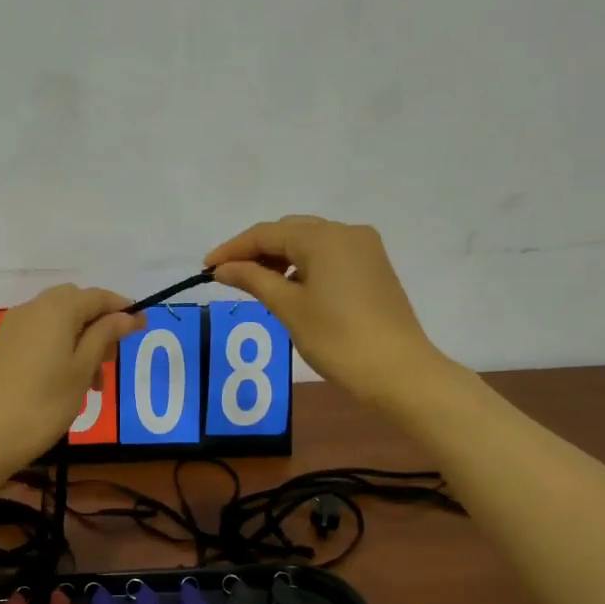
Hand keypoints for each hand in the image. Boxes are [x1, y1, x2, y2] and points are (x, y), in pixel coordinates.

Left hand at [0, 284, 143, 473]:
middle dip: (99, 324)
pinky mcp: (3, 345)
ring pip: (58, 320)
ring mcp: (14, 326)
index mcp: (57, 309)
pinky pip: (40, 333)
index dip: (122, 309)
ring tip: (93, 382)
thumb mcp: (82, 369)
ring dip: (81, 339)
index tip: (143, 328)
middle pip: (76, 303)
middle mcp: (33, 308)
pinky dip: (59, 346)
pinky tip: (66, 380)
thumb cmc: (44, 403)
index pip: (98, 296)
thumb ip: (105, 335)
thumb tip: (128, 315)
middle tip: (111, 359)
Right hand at [205, 216, 451, 410]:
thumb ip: (254, 280)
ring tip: (254, 283)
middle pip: (289, 231)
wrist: (399, 372)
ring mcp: (364, 249)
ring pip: (310, 242)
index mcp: (324, 238)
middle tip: (227, 275)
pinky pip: (329, 256)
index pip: (267, 233)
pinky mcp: (373, 268)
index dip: (233, 248)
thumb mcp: (289, 308)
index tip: (206, 267)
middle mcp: (346, 233)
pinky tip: (289, 287)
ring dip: (280, 258)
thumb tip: (223, 268)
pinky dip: (303, 266)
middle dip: (256, 250)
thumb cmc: (338, 339)